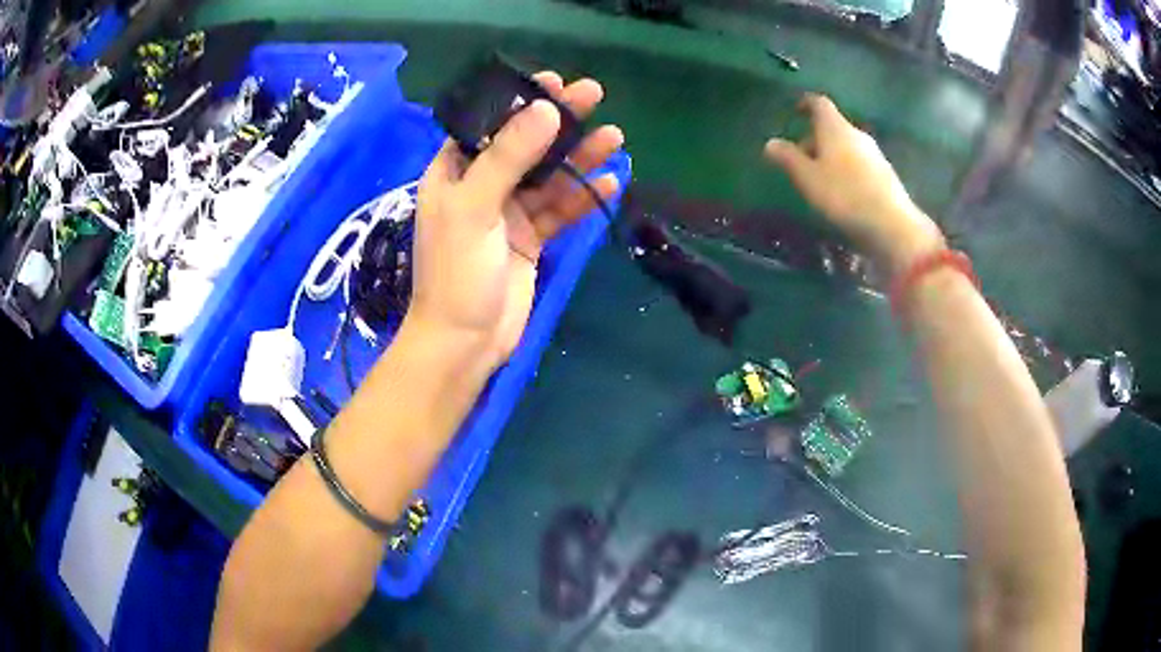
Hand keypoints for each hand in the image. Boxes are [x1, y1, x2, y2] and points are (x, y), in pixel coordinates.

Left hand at [408, 72, 622, 368]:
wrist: (465, 341)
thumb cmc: (456, 272)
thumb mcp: (474, 207)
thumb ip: (509, 157)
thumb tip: (548, 111)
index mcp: (454, 172)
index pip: (488, 124)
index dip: (519, 101)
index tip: (552, 81)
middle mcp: (481, 186)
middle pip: (525, 144)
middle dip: (559, 122)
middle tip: (594, 96)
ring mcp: (508, 213)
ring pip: (548, 176)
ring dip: (579, 158)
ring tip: (616, 137)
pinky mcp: (530, 238)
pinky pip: (560, 209)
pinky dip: (583, 196)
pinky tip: (611, 181)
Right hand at [763, 94, 943, 273]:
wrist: (892, 225)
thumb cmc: (844, 196)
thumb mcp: (808, 179)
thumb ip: (788, 158)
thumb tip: (770, 143)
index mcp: (835, 128)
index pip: (819, 104)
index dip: (806, 104)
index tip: (796, 111)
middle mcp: (856, 134)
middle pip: (833, 128)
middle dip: (816, 139)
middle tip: (801, 158)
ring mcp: (875, 155)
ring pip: (847, 147)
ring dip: (832, 157)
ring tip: (820, 180)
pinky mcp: (886, 176)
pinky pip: (860, 165)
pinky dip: (847, 171)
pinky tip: (843, 194)